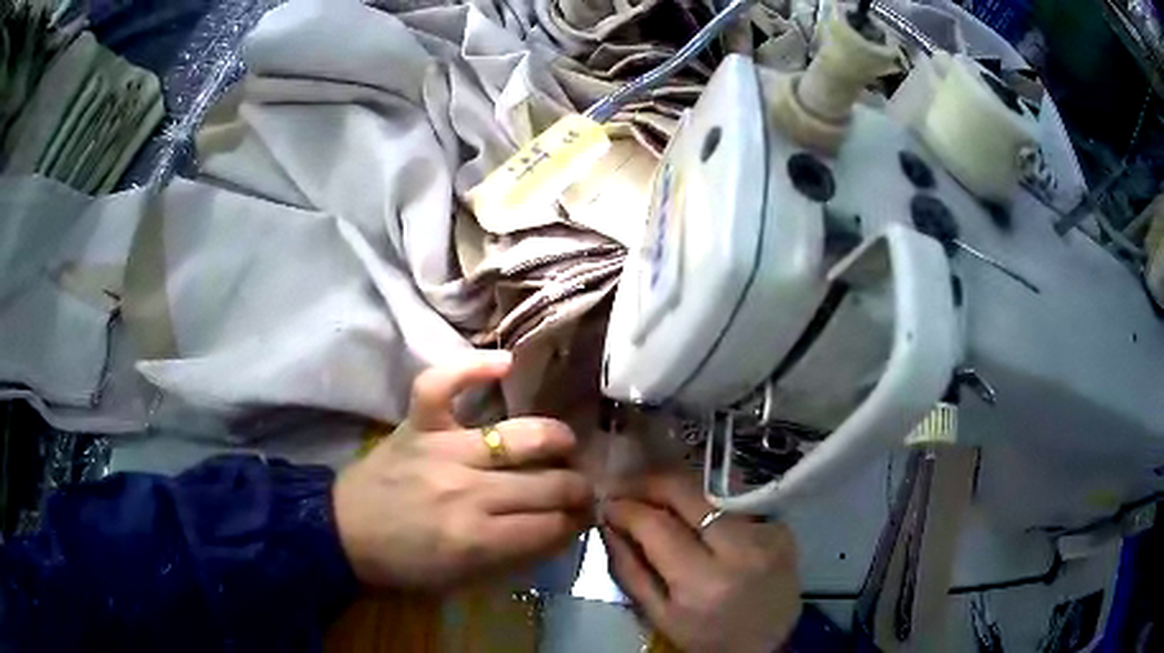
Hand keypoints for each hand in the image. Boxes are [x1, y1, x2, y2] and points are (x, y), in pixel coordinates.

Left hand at [333, 351, 593, 589]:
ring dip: (556, 440)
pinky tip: (506, 364)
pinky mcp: (417, 424)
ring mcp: (442, 450)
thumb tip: (560, 529)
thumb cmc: (404, 563)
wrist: (343, 532)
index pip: (551, 527)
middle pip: (547, 485)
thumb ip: (515, 555)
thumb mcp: (463, 579)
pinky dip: (474, 367)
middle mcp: (467, 491)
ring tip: (565, 445)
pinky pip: (445, 384)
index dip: (576, 524)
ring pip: (520, 437)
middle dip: (578, 489)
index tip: (585, 518)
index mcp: (477, 539)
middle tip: (583, 488)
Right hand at [602, 473, 800, 652]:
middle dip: (649, 483)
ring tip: (655, 499)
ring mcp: (767, 533)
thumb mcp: (660, 616)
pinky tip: (694, 517)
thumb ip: (629, 570)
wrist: (772, 644)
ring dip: (677, 492)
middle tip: (626, 488)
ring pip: (710, 492)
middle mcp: (740, 549)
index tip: (606, 503)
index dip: (627, 508)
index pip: (657, 525)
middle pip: (687, 492)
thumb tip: (608, 525)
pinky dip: (707, 506)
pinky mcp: (781, 527)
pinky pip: (733, 504)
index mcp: (704, 582)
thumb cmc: (708, 639)